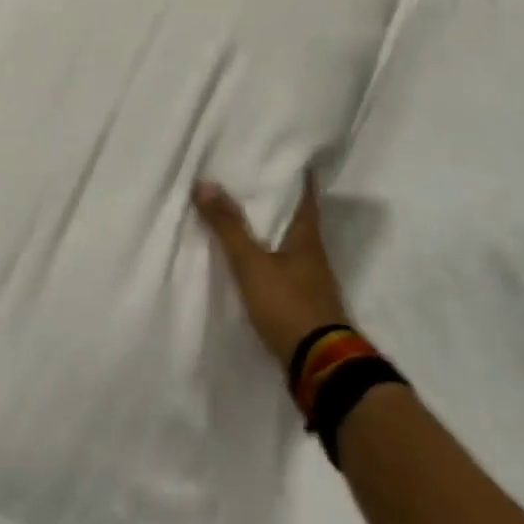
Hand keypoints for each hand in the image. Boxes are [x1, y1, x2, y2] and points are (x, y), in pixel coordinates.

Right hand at [194, 175, 351, 368]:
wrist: (319, 365)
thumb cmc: (288, 304)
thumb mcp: (252, 263)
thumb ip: (228, 226)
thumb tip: (204, 182)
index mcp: (308, 239)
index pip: (306, 198)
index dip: (300, 178)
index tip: (292, 158)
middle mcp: (315, 257)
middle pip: (299, 222)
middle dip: (281, 204)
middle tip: (258, 183)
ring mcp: (312, 284)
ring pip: (292, 248)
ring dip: (274, 235)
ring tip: (248, 221)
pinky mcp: (305, 308)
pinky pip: (286, 273)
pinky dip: (271, 263)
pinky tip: (255, 265)